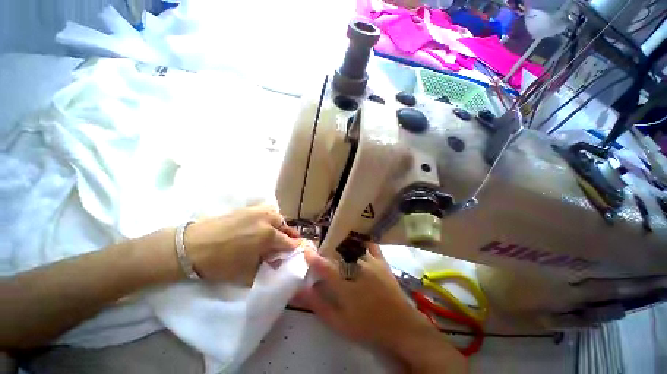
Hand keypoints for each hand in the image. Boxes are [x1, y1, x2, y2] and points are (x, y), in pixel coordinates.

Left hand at [185, 205, 300, 284]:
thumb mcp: (247, 272)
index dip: (294, 249)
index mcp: (269, 235)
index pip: (289, 242)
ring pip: (277, 218)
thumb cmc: (220, 263)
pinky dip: (268, 220)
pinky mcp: (247, 208)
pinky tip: (261, 228)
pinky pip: (265, 213)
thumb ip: (266, 266)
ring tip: (272, 237)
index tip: (295, 254)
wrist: (191, 246)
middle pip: (286, 227)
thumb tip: (276, 263)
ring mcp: (257, 211)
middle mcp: (267, 219)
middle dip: (287, 237)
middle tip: (283, 246)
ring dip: (278, 227)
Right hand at [300, 244, 466, 372]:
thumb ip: (319, 305)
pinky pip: (371, 246)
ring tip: (338, 249)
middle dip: (327, 252)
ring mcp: (371, 262)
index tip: (307, 251)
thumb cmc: (368, 326)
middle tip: (323, 253)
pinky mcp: (382, 262)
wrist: (400, 325)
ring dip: (343, 247)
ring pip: (353, 248)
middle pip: (338, 254)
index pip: (324, 267)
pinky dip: (363, 243)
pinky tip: (359, 244)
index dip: (313, 258)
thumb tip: (302, 291)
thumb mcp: (339, 322)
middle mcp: (356, 268)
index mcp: (345, 284)